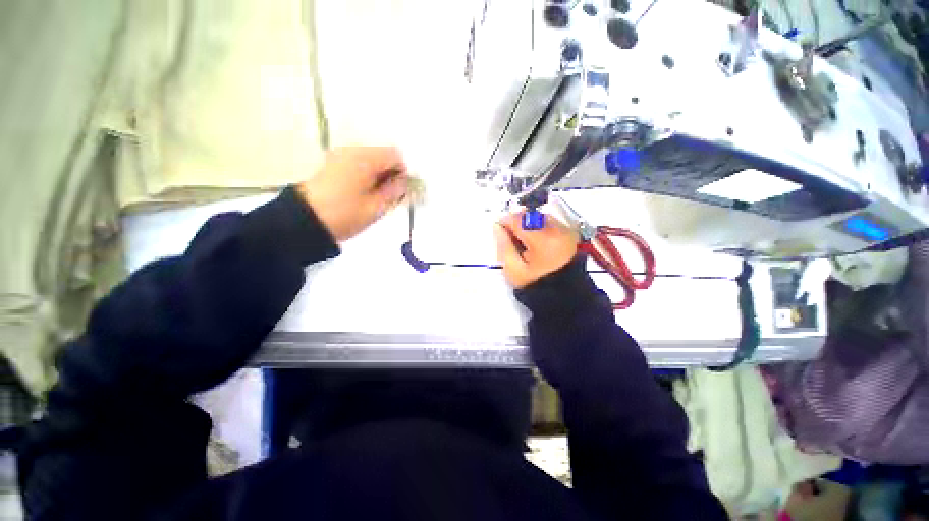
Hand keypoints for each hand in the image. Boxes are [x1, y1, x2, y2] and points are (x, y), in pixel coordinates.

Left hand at [298, 147, 408, 240]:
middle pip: (383, 154)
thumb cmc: (345, 214)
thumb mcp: (376, 207)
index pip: (395, 155)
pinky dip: (367, 174)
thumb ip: (395, 191)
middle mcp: (352, 150)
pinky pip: (359, 163)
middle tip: (389, 195)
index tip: (400, 190)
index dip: (403, 172)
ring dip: (379, 174)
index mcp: (365, 159)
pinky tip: (363, 191)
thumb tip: (405, 181)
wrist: (306, 220)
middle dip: (391, 173)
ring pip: (372, 159)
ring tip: (375, 195)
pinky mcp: (334, 163)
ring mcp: (341, 155)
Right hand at [494, 212, 577, 288]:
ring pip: (539, 217)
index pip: (519, 220)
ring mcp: (567, 231)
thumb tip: (497, 227)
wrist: (563, 295)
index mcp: (543, 240)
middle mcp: (558, 230)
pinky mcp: (571, 234)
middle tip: (511, 238)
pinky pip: (550, 222)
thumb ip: (503, 246)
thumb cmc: (536, 284)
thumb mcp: (513, 270)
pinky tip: (536, 243)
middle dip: (517, 223)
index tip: (499, 230)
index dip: (505, 221)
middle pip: (530, 216)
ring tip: (524, 242)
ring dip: (528, 225)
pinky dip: (539, 228)